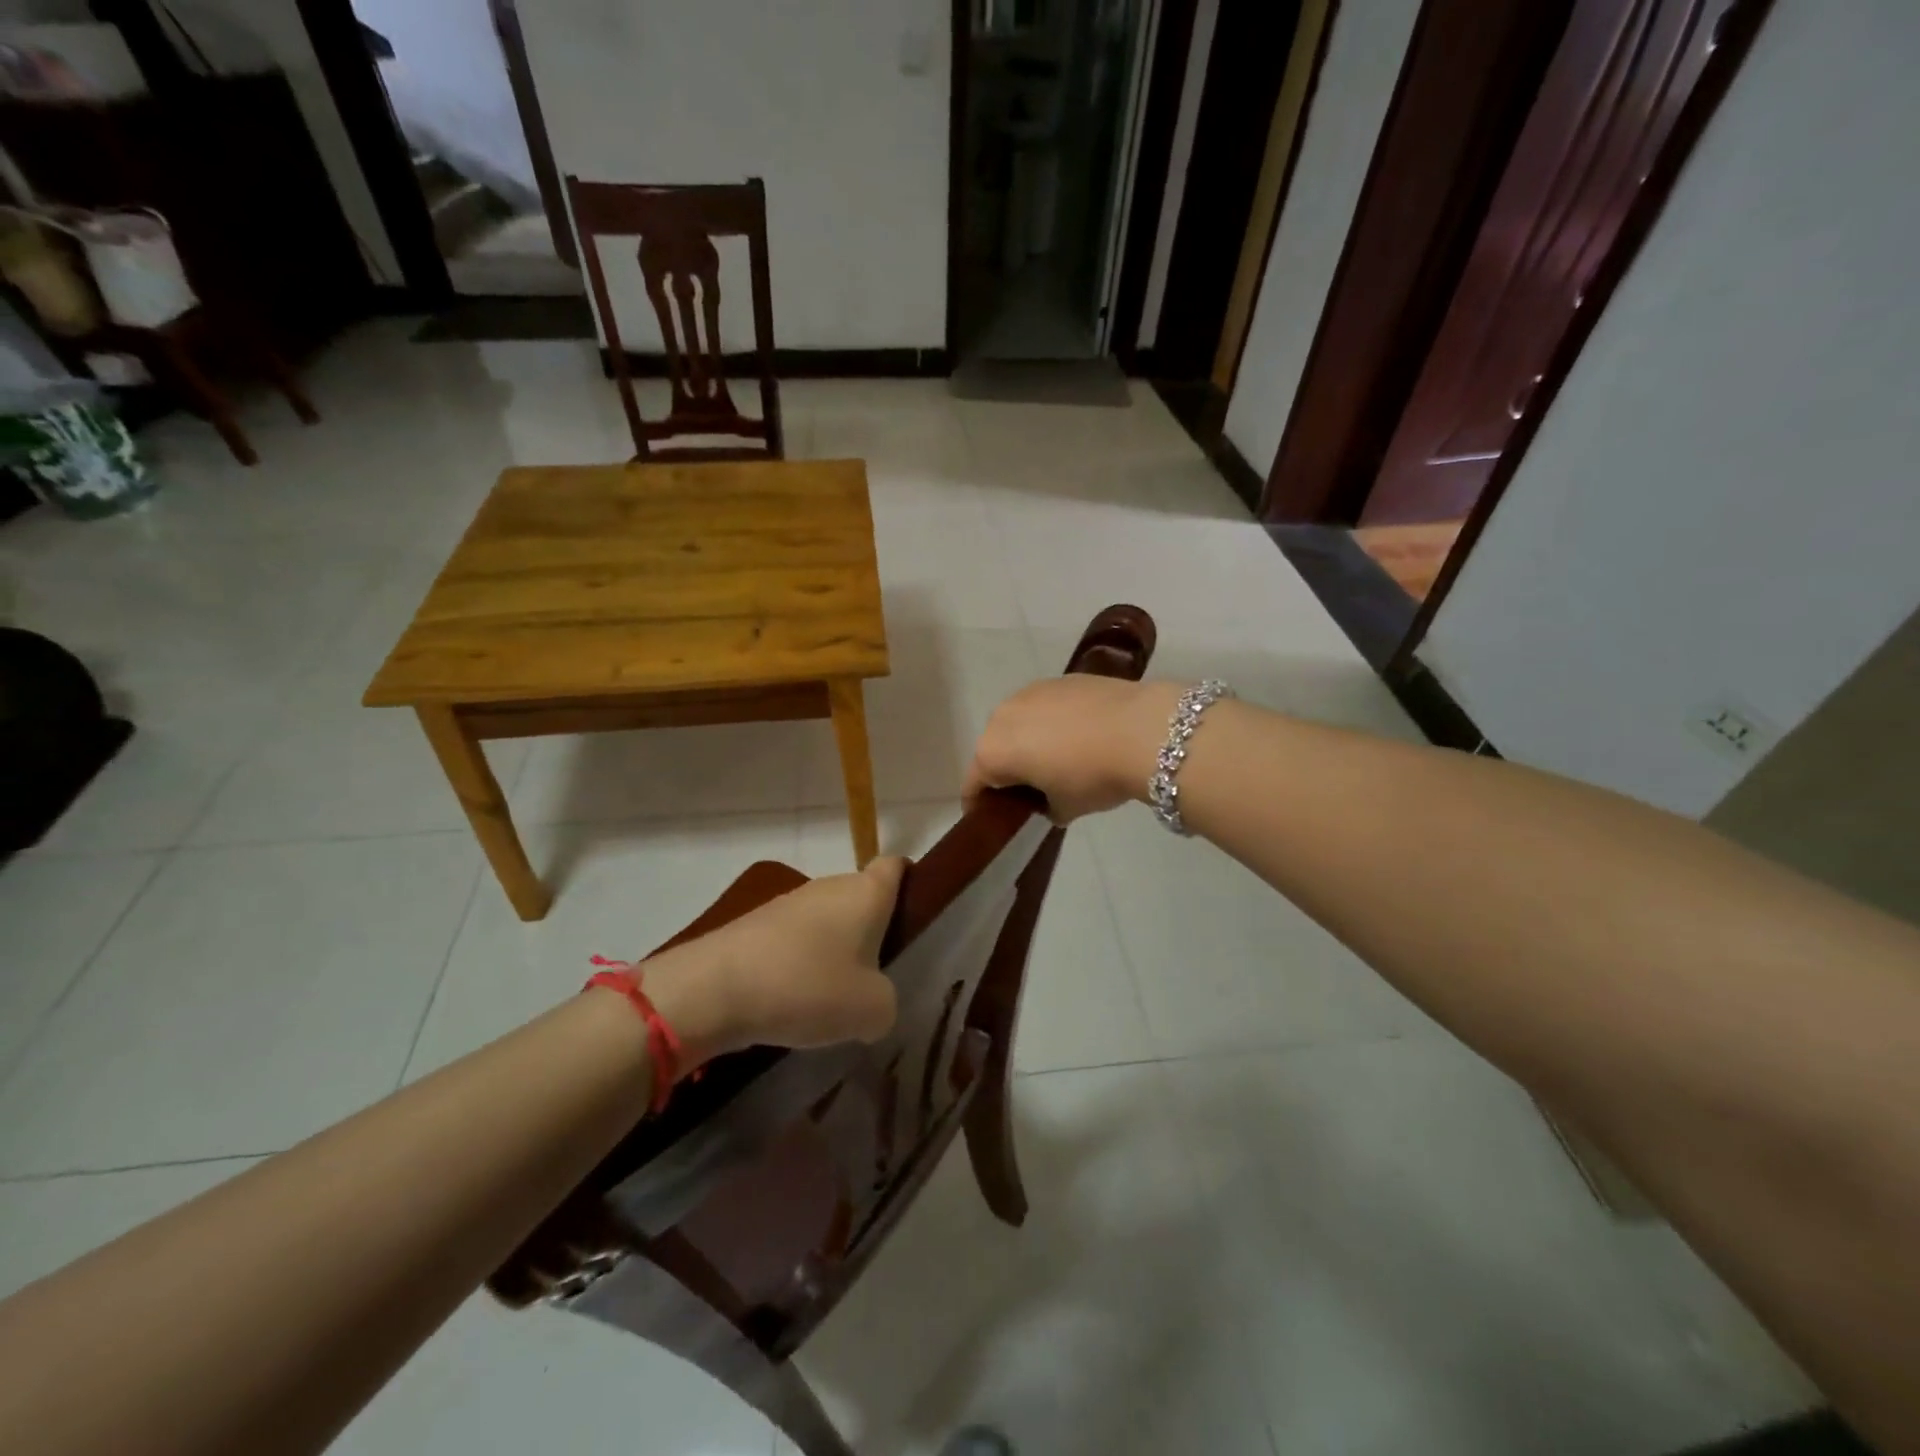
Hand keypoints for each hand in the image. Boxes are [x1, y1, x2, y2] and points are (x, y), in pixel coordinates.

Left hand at [643, 858, 905, 1066]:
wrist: (714, 988)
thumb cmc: (809, 986)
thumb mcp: (872, 1010)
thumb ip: (886, 1004)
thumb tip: (873, 1002)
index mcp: (866, 893)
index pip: (895, 866)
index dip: (909, 881)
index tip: (914, 913)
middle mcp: (830, 887)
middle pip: (860, 898)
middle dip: (871, 931)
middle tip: (878, 976)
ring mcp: (790, 903)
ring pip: (826, 921)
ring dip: (833, 951)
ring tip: (835, 998)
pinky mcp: (756, 925)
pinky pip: (794, 941)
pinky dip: (800, 965)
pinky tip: (794, 1002)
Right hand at [965, 676, 1182, 822]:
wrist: (1141, 729)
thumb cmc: (1091, 776)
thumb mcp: (1065, 808)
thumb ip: (1045, 807)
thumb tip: (1048, 801)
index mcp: (992, 752)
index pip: (974, 785)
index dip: (980, 805)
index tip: (993, 817)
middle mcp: (1001, 716)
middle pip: (993, 749)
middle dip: (1006, 770)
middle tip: (1029, 790)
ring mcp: (1030, 692)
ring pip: (1018, 723)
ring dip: (1028, 742)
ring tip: (1056, 759)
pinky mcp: (1059, 679)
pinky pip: (1045, 707)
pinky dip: (1052, 722)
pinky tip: (1079, 736)